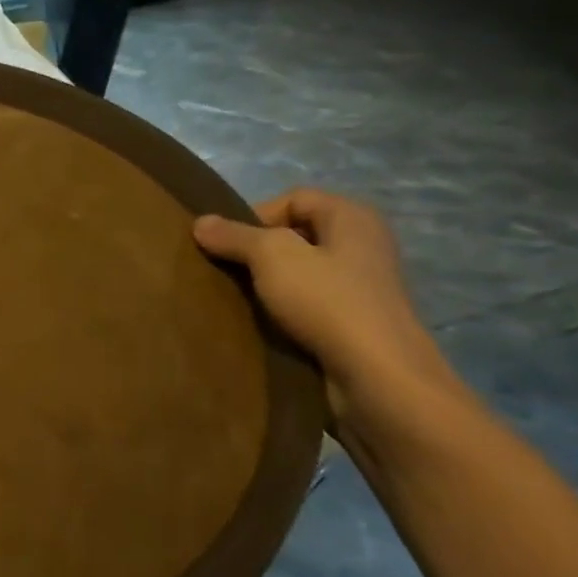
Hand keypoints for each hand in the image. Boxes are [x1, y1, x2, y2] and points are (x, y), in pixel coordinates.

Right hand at [193, 189, 457, 424]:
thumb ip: (235, 236)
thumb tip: (201, 222)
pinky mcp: (352, 324)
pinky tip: (260, 325)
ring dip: (265, 285)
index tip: (226, 246)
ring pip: (298, 274)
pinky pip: (306, 306)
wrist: (376, 378)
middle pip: (295, 236)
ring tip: (236, 300)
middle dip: (255, 252)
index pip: (293, 199)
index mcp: (352, 217)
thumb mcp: (272, 257)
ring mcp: (359, 287)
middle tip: (224, 272)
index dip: (255, 216)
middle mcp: (361, 245)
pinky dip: (281, 312)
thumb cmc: (328, 302)